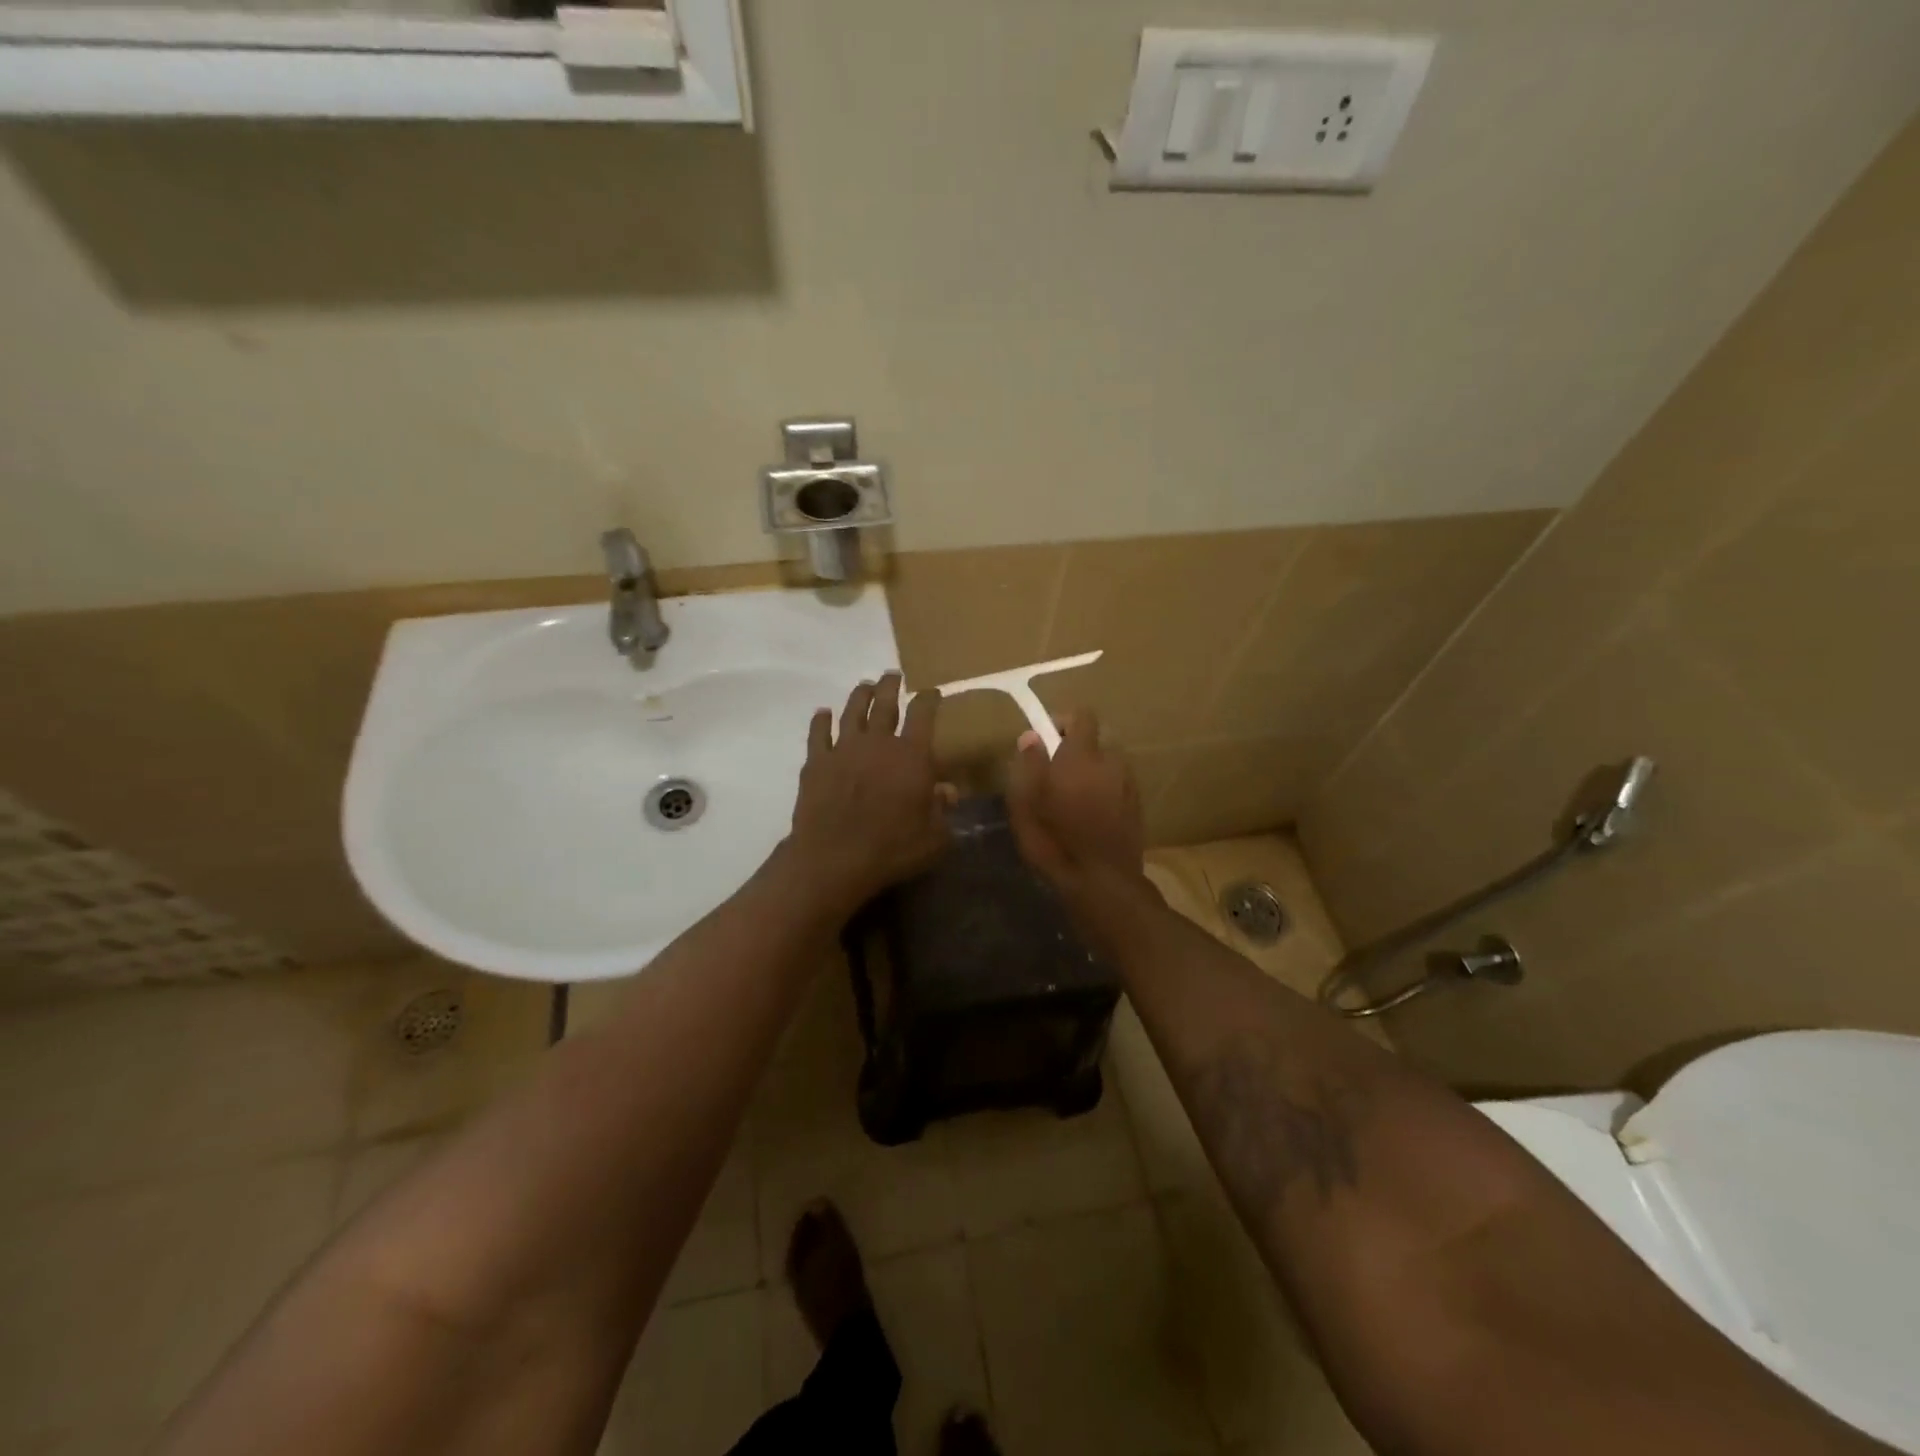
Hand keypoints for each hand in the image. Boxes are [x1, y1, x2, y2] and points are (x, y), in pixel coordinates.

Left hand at [781, 672, 950, 917]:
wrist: (834, 859)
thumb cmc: (892, 849)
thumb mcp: (934, 837)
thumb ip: (942, 810)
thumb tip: (948, 791)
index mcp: (911, 755)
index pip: (923, 715)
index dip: (928, 699)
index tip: (932, 692)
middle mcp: (878, 742)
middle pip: (885, 703)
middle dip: (891, 686)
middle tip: (893, 675)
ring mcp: (843, 749)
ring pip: (852, 711)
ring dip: (860, 695)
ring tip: (865, 686)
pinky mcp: (816, 762)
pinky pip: (818, 734)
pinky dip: (821, 721)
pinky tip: (822, 713)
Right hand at [1006, 711, 1146, 906]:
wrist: (1103, 884)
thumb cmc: (1054, 842)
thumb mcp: (1025, 803)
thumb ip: (1029, 764)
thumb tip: (1032, 737)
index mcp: (1082, 756)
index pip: (1082, 716)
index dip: (1063, 722)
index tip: (1045, 742)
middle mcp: (1111, 763)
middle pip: (1096, 742)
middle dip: (1077, 751)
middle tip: (1055, 775)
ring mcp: (1128, 785)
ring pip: (1108, 765)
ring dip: (1092, 773)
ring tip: (1074, 799)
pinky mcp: (1138, 807)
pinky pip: (1118, 786)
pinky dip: (1105, 792)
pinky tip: (1090, 817)